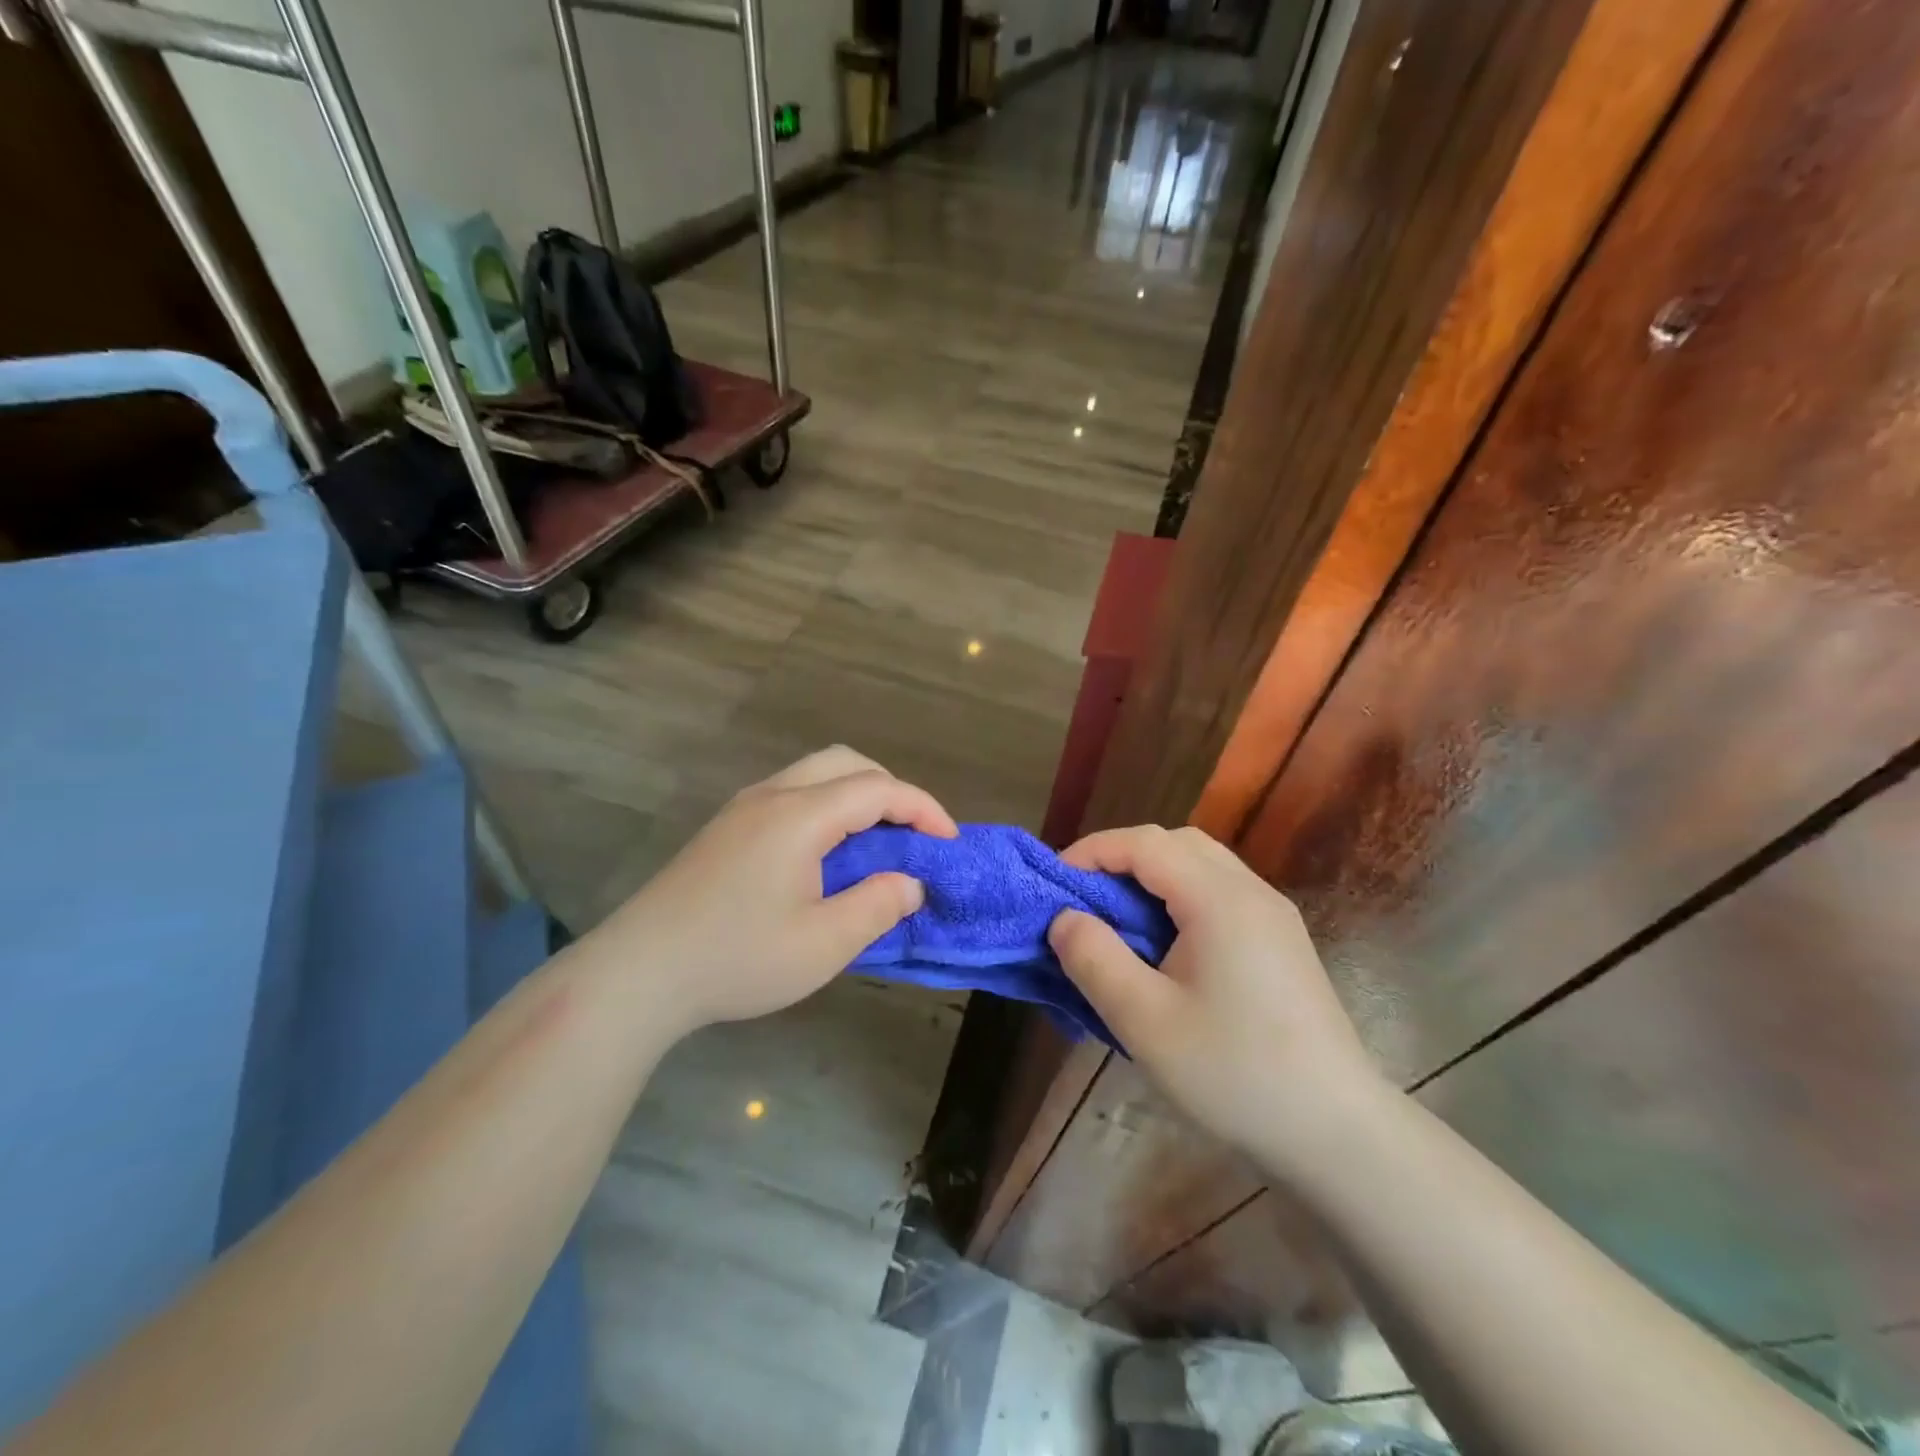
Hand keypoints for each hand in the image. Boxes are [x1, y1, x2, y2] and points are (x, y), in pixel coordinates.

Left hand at [590, 747, 957, 1037]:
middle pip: (846, 763)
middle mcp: (772, 796)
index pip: (878, 789)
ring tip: (876, 842)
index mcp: (799, 815)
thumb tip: (911, 882)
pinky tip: (827, 853)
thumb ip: (878, 905)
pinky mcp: (726, 827)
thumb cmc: (737, 958)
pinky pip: (792, 794)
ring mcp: (744, 808)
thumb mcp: (823, 943)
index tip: (949, 841)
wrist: (639, 972)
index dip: (923, 808)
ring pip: (815, 774)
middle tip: (912, 834)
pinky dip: (828, 806)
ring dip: (857, 795)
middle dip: (891, 790)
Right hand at [1048, 825, 1386, 1165]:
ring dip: (1152, 877)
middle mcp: (1251, 891)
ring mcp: (1273, 915)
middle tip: (1085, 899)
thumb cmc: (1234, 1073)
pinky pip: (1220, 894)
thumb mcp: (1144, 1021)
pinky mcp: (1282, 942)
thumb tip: (1064, 919)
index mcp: (1219, 899)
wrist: (1337, 1132)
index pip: (1145, 843)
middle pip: (1176, 843)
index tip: (1054, 883)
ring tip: (1119, 920)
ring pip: (1201, 865)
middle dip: (1121, 858)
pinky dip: (1180, 897)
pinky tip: (1166, 945)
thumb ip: (1094, 959)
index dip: (1092, 851)